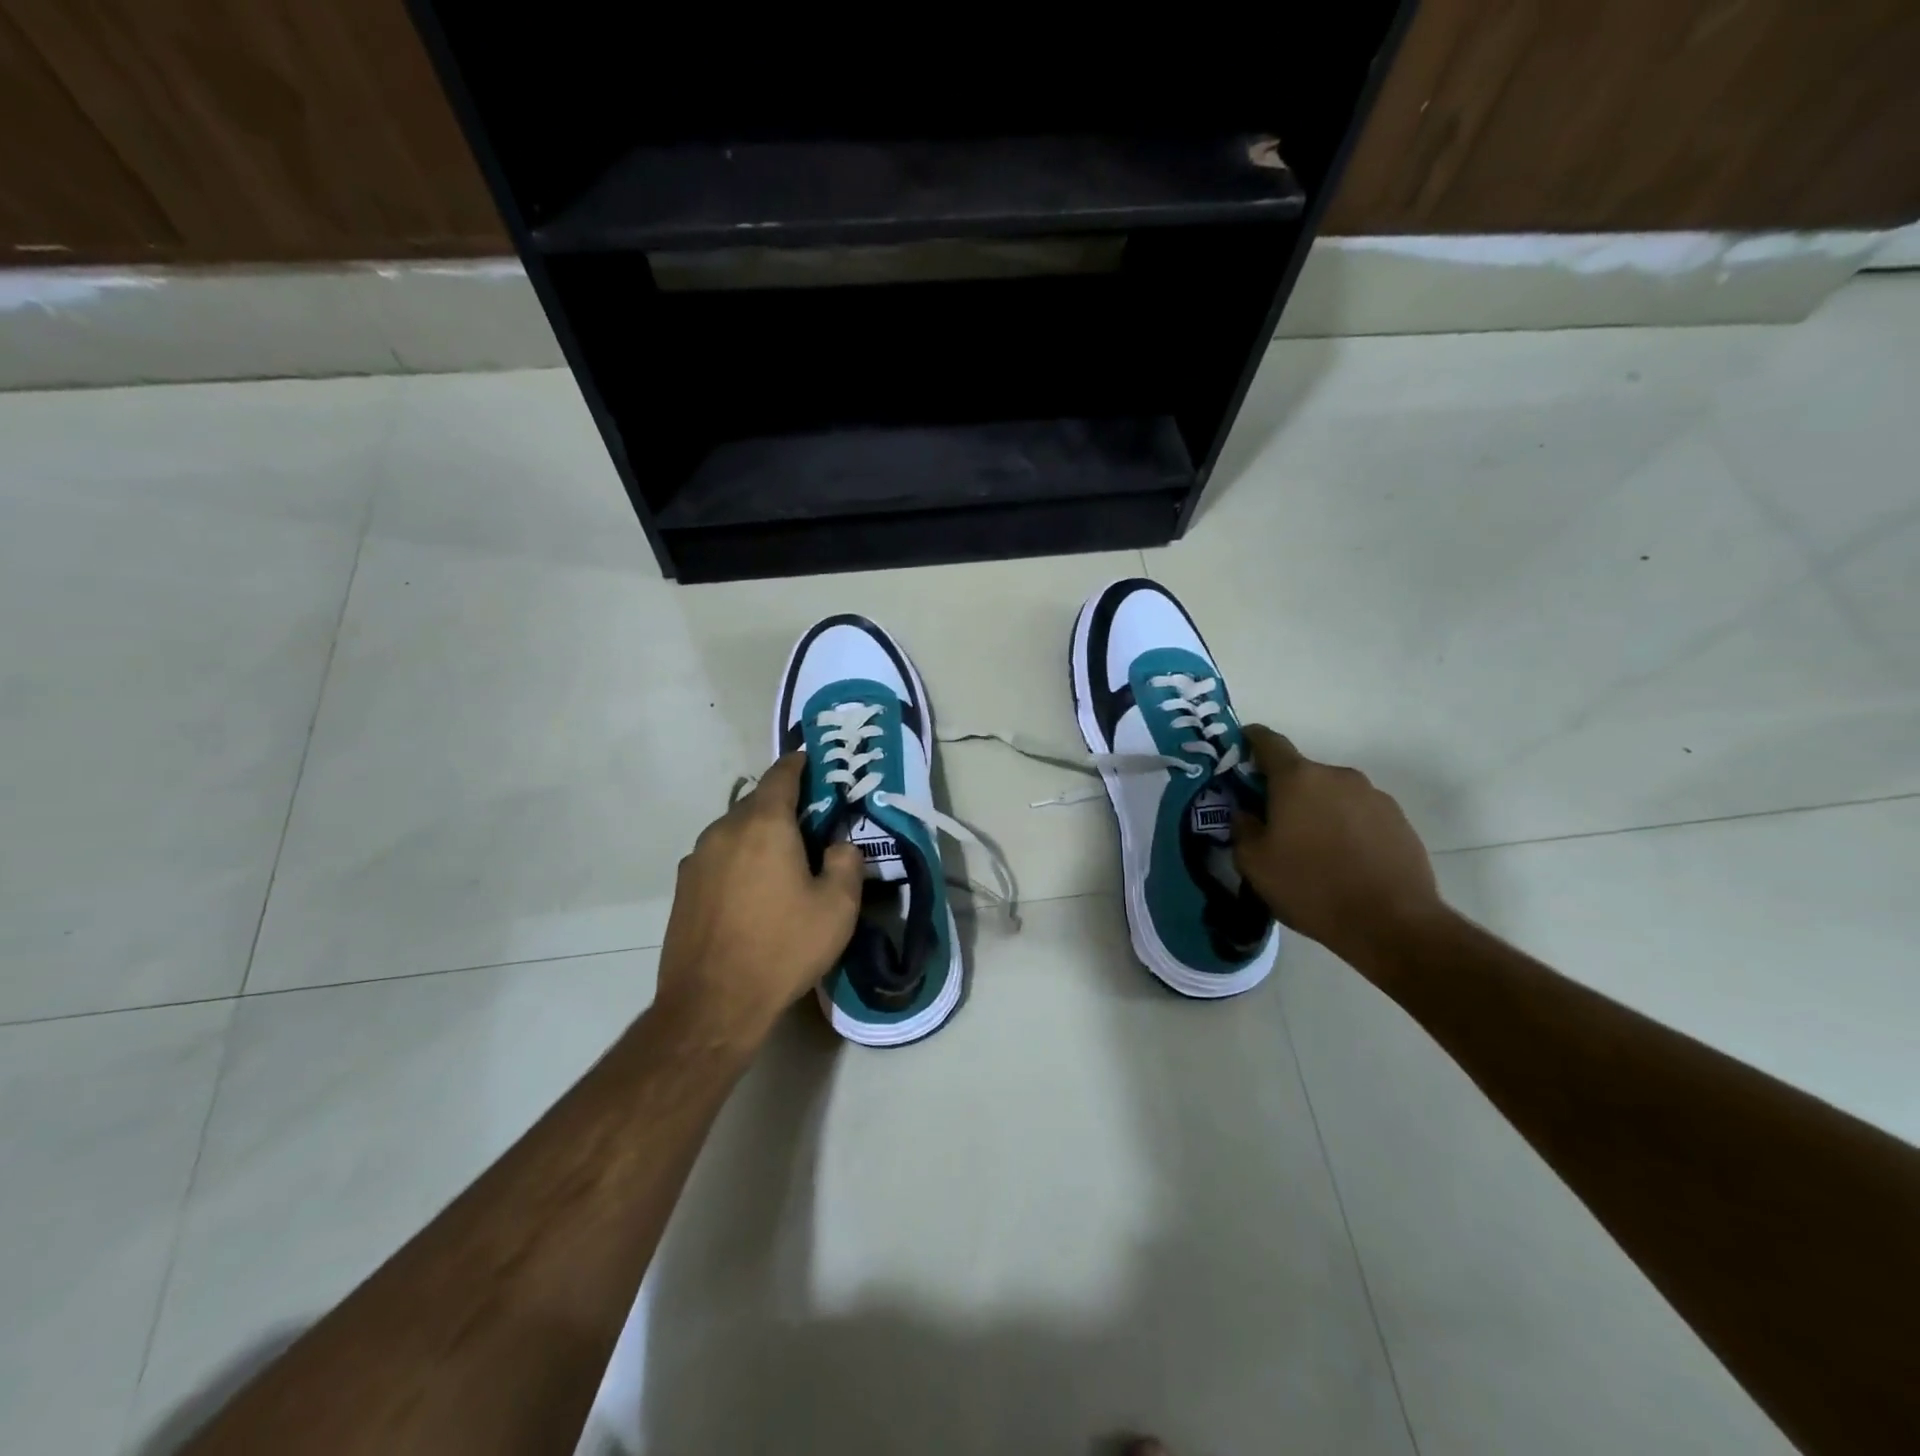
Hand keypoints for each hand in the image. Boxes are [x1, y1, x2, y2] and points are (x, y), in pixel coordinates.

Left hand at [654, 753, 863, 1050]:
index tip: (816, 764)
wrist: (712, 1005)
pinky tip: (753, 894)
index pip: (782, 774)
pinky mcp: (683, 887)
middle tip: (811, 827)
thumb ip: (846, 863)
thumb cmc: (783, 948)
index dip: (800, 764)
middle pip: (757, 802)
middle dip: (784, 807)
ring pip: (735, 831)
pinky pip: (719, 858)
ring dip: (760, 836)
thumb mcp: (838, 907)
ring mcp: (697, 859)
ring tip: (783, 865)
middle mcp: (724, 830)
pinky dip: (739, 860)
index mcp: (763, 824)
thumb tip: (838, 846)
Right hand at [1231, 725, 1445, 972]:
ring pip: (1332, 794)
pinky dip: (1345, 827)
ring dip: (1317, 810)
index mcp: (1297, 779)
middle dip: (1284, 792)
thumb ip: (1242, 828)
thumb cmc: (1311, 887)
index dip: (1250, 741)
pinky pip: (1359, 814)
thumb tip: (1246, 812)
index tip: (1240, 753)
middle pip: (1301, 773)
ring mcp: (1373, 796)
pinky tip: (1344, 861)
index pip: (1268, 741)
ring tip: (1313, 850)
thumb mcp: (1254, 864)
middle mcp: (1337, 776)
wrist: (1392, 924)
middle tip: (1274, 826)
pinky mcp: (1399, 820)